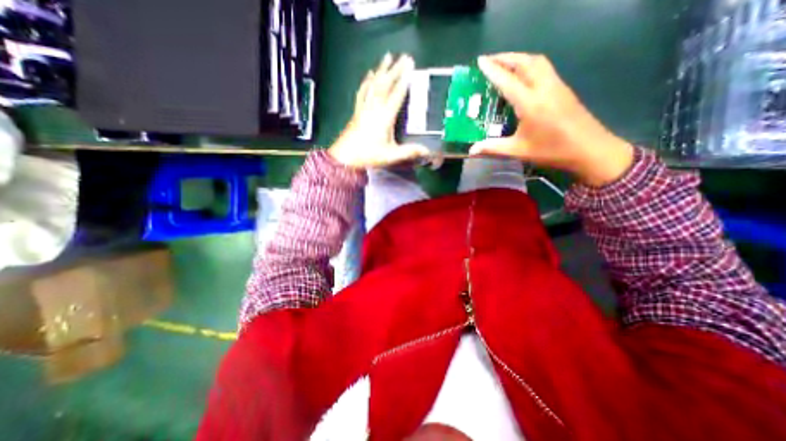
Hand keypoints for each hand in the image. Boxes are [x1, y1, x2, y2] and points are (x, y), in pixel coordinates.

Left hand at [328, 52, 431, 167]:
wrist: (345, 157)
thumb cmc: (368, 155)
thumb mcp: (391, 155)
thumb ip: (409, 152)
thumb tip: (427, 151)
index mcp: (385, 117)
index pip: (396, 95)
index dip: (404, 80)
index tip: (411, 66)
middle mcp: (374, 108)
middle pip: (385, 85)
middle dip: (395, 70)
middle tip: (404, 57)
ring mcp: (364, 108)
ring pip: (374, 84)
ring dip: (381, 70)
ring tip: (387, 57)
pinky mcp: (357, 111)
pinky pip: (362, 92)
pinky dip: (367, 81)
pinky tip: (369, 75)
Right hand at [468, 52, 634, 185]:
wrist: (590, 149)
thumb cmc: (552, 151)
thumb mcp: (518, 150)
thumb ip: (493, 148)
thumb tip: (472, 150)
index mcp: (530, 103)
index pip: (508, 81)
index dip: (492, 70)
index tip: (480, 61)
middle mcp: (544, 88)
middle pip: (525, 62)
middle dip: (505, 58)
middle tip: (489, 61)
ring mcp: (556, 85)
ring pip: (537, 61)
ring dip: (519, 58)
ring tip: (504, 64)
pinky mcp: (563, 88)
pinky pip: (544, 68)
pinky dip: (529, 64)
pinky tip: (523, 75)